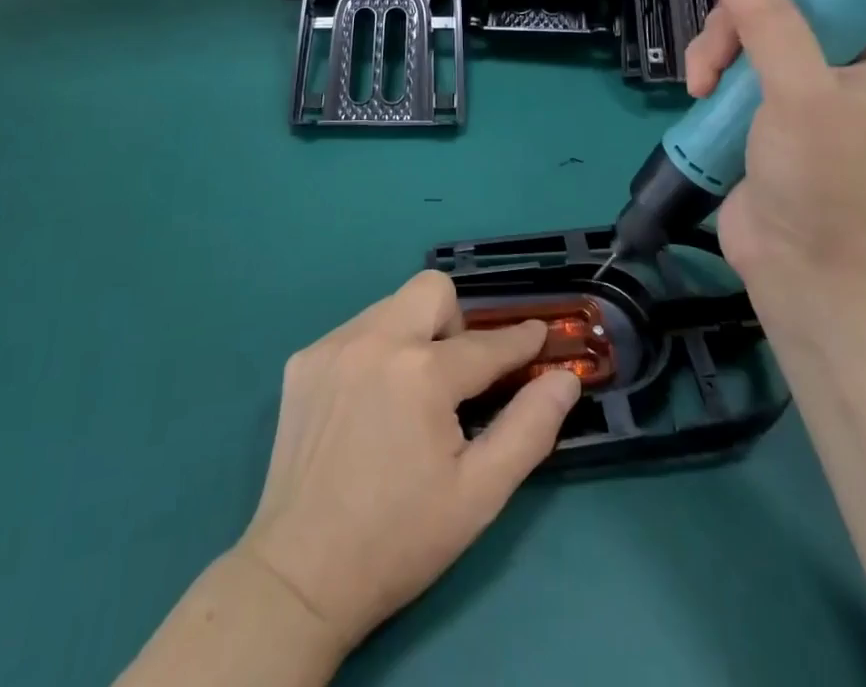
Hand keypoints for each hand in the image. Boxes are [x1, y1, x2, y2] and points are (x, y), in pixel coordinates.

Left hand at [236, 271, 581, 651]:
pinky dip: (375, 352)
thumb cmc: (399, 539)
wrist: (300, 576)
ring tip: (408, 394)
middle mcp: (375, 339)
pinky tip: (368, 404)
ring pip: (391, 306)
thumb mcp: (479, 494)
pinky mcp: (303, 361)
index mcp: (422, 372)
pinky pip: (355, 331)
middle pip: (433, 289)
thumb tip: (565, 378)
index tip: (538, 336)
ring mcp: (333, 345)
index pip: (486, 343)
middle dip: (456, 323)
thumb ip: (529, 428)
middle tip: (455, 377)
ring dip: (413, 335)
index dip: (520, 340)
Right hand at [684, 0, 865, 302]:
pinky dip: (706, 75)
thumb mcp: (798, 90)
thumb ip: (766, 19)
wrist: (799, 267)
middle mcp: (832, 67)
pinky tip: (696, 94)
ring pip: (741, 39)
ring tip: (700, 86)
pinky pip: (725, 71)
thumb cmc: (819, 176)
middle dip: (733, 25)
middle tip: (716, 59)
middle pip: (772, 9)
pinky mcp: (754, 115)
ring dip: (713, 52)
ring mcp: (790, 92)